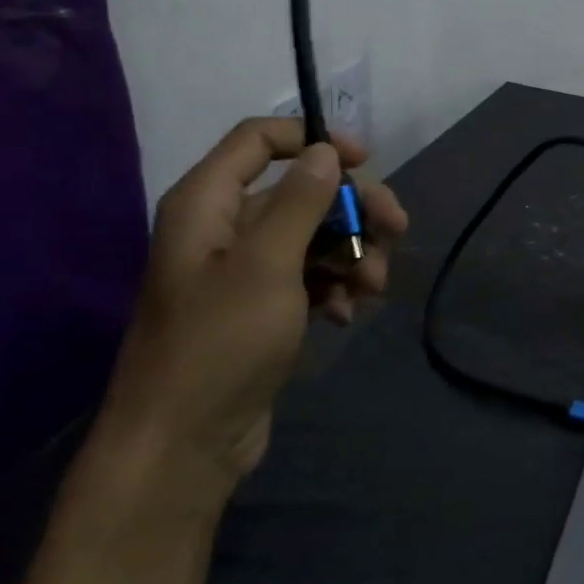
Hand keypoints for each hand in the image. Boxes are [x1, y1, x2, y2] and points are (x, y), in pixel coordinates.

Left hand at [99, 118, 407, 497]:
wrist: (185, 443)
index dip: (314, 139)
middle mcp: (224, 228)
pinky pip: (310, 275)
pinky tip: (347, 314)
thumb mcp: (267, 265)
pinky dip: (336, 287)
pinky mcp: (262, 306)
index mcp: (208, 204)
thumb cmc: (220, 344)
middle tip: (398, 229)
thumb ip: (300, 202)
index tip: (366, 161)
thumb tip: (326, 151)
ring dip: (353, 254)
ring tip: (373, 289)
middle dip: (353, 209)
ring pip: (315, 235)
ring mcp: (244, 270)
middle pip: (302, 191)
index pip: (259, 140)